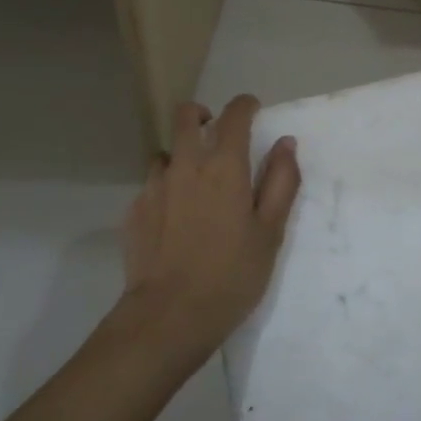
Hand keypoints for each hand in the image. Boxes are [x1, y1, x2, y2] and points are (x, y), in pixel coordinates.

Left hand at [120, 95, 300, 360]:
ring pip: (166, 152)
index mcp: (224, 167)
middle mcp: (185, 165)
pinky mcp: (135, 210)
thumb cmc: (231, 275)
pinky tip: (174, 219)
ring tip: (195, 185)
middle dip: (203, 114)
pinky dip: (166, 189)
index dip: (245, 105)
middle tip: (217, 133)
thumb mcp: (270, 233)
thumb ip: (281, 182)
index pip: (234, 115)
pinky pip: (152, 185)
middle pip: (186, 116)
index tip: (253, 110)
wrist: (169, 316)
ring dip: (182, 156)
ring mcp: (154, 186)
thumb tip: (285, 143)